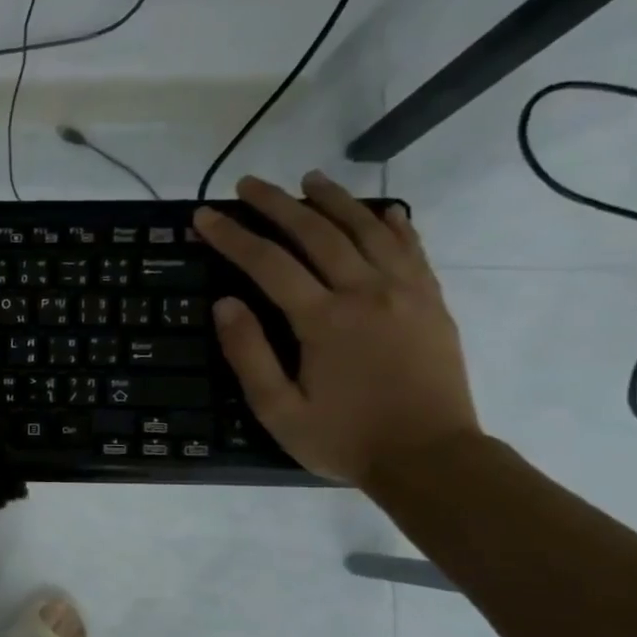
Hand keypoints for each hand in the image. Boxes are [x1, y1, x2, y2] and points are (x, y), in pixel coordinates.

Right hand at [194, 172, 480, 487]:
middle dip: (277, 204)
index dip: (232, 236)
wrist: (430, 457)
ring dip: (334, 200)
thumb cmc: (343, 438)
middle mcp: (366, 292)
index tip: (205, 216)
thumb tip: (225, 303)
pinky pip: (411, 247)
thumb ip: (249, 354)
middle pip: (317, 233)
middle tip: (248, 184)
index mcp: (323, 319)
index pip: (268, 263)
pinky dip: (392, 223)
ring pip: (367, 229)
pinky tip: (380, 211)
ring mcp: (405, 292)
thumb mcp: (278, 410)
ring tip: (309, 180)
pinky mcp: (431, 301)